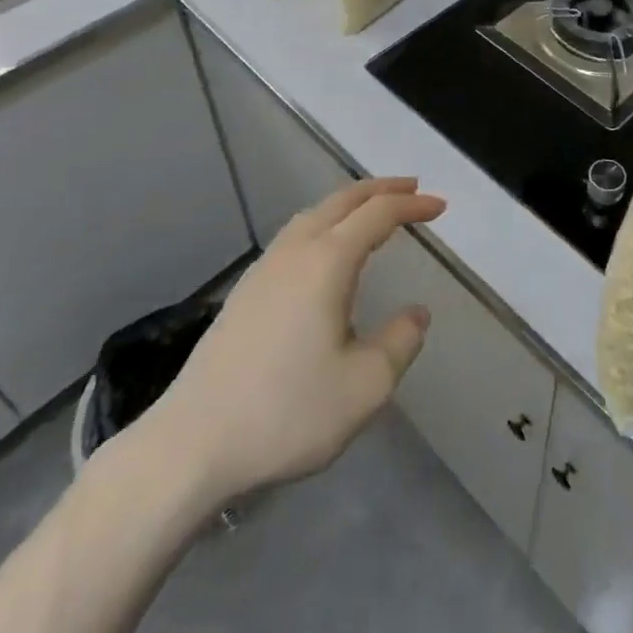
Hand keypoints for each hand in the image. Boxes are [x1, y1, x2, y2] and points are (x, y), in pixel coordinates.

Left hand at [126, 177, 445, 514]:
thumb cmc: (286, 412)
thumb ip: (400, 342)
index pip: (378, 214)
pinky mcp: (247, 289)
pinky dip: (326, 221)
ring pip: (315, 213)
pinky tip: (326, 248)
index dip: (412, 205)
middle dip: (382, 189)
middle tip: (413, 188)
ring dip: (350, 202)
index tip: (440, 206)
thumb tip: (416, 313)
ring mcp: (266, 267)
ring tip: (374, 210)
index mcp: (328, 261)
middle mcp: (296, 250)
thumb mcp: (364, 386)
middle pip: (344, 200)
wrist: (192, 443)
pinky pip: (297, 233)